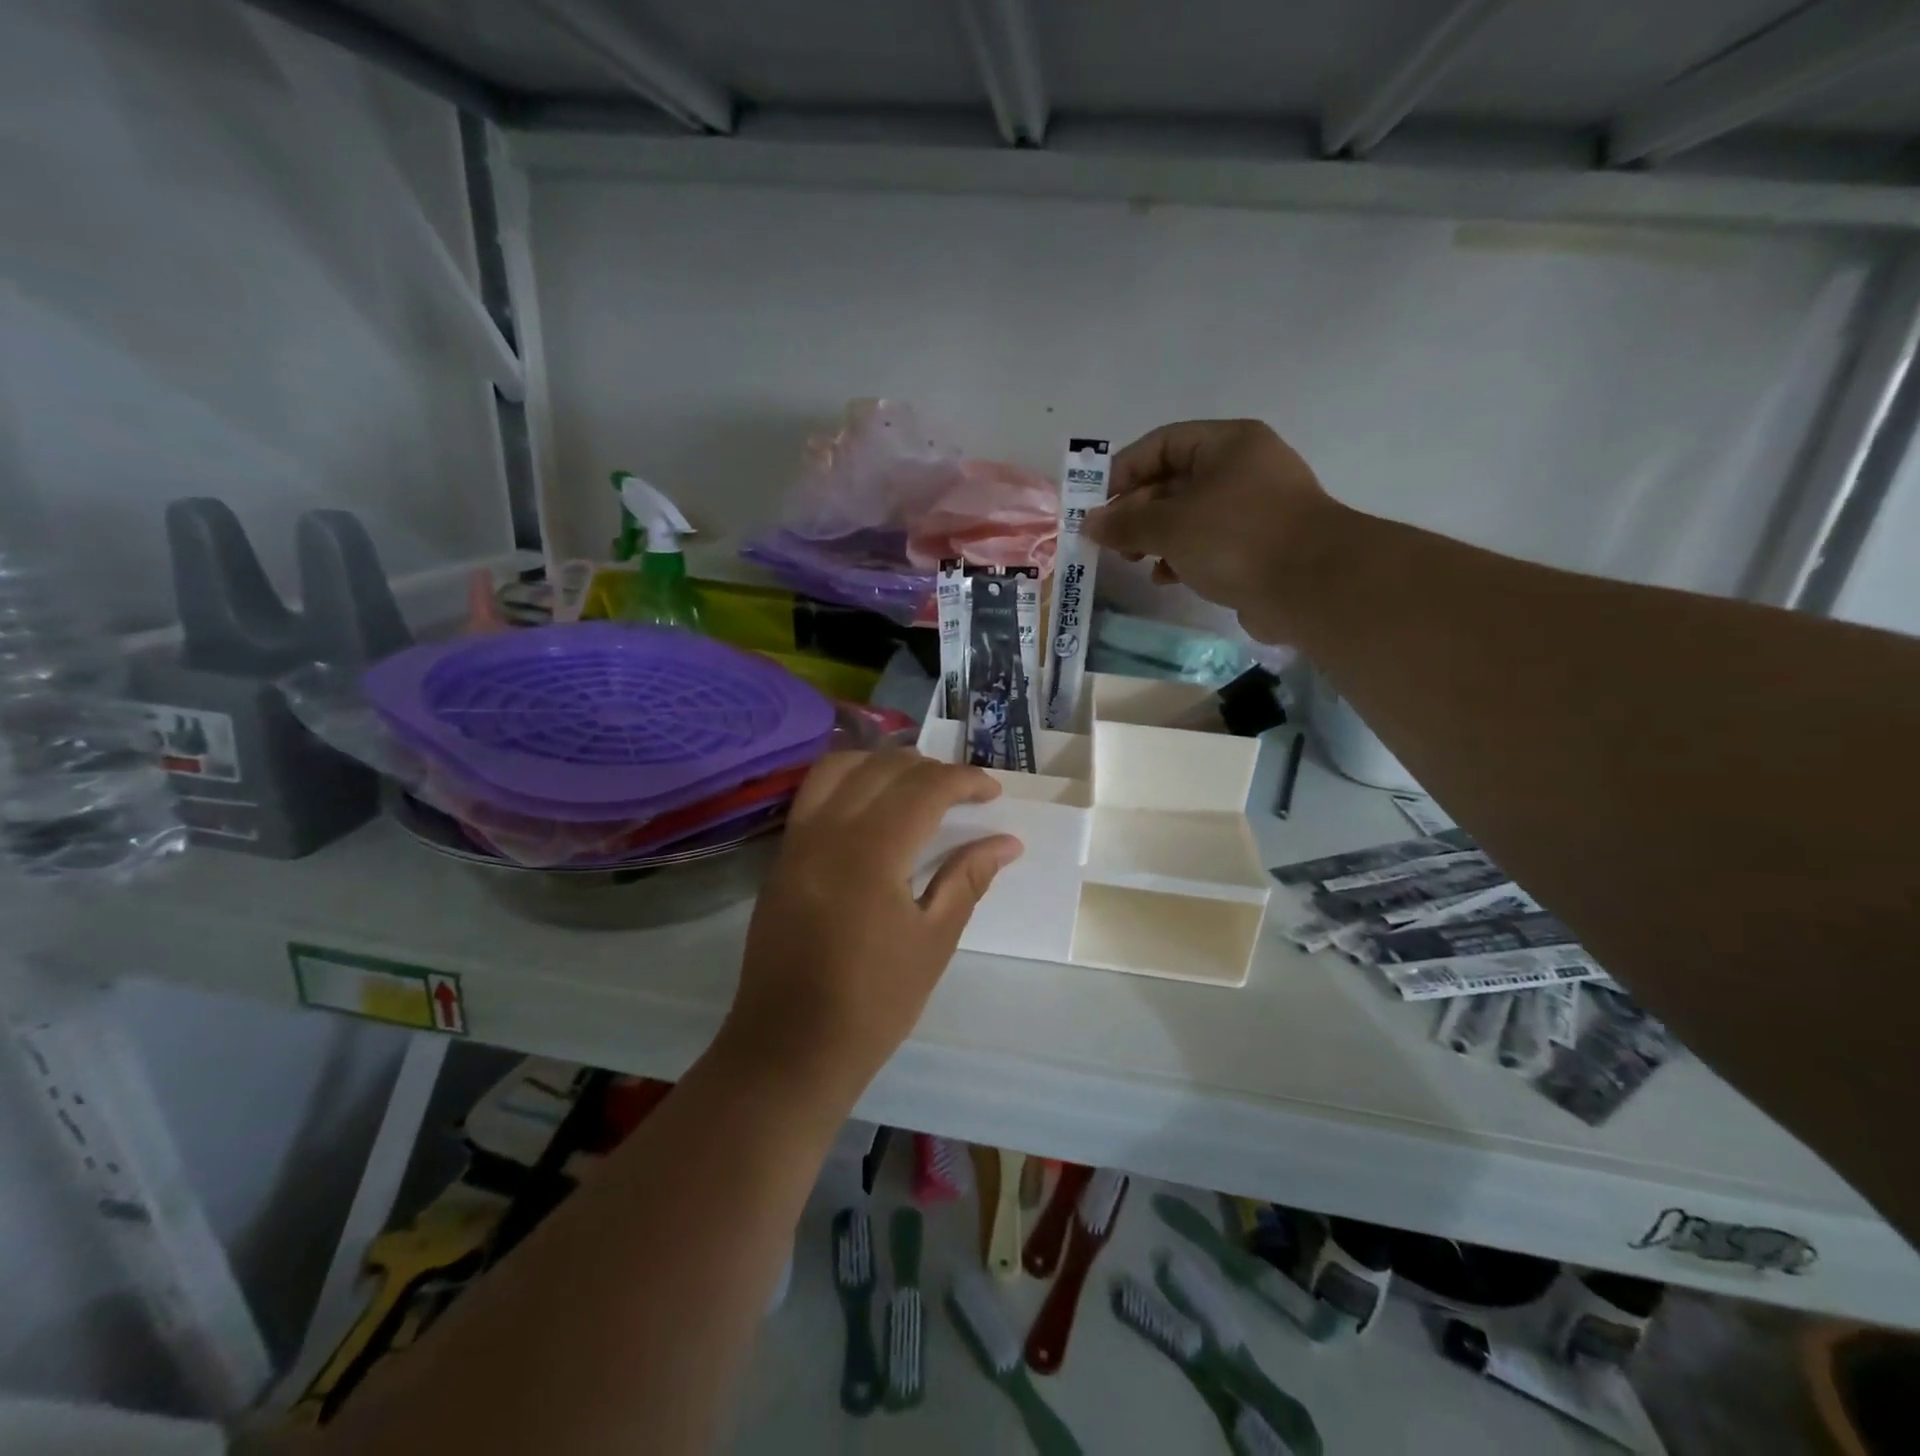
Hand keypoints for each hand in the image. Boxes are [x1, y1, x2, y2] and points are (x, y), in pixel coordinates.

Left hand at [722, 750, 1022, 1104]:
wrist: (790, 1047)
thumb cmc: (874, 1003)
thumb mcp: (934, 941)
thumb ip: (968, 879)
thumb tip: (1007, 842)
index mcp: (871, 853)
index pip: (924, 788)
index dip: (965, 780)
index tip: (993, 793)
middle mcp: (828, 831)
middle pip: (883, 768)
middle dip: (929, 768)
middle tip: (962, 792)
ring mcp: (797, 841)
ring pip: (839, 768)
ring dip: (883, 764)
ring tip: (915, 785)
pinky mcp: (781, 857)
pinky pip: (814, 794)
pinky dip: (848, 779)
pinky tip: (871, 804)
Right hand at [1084, 419, 1341, 641]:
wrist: (1312, 586)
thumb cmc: (1236, 538)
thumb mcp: (1170, 526)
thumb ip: (1125, 523)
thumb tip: (1089, 523)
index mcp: (1228, 444)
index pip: (1162, 444)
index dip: (1123, 470)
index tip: (1094, 503)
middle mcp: (1242, 468)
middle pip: (1174, 481)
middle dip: (1136, 510)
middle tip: (1109, 540)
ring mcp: (1253, 509)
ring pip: (1189, 516)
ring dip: (1155, 537)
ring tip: (1132, 561)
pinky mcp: (1258, 546)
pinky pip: (1208, 543)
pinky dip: (1181, 557)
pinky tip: (1164, 578)